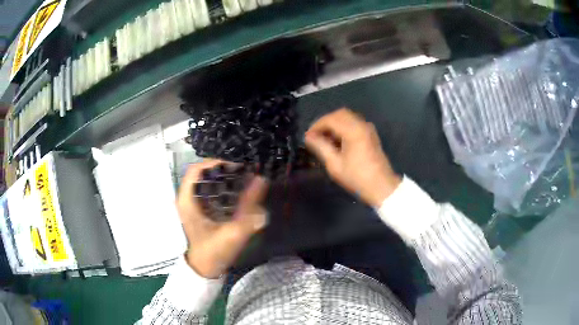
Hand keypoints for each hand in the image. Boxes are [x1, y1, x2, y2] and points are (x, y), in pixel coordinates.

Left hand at [177, 159, 267, 278]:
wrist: (205, 269)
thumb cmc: (214, 252)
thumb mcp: (233, 231)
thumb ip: (248, 207)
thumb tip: (261, 180)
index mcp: (187, 200)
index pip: (196, 169)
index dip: (216, 163)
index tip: (236, 167)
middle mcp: (186, 198)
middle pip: (202, 172)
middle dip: (223, 169)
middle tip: (244, 172)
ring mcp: (191, 204)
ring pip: (206, 181)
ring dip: (223, 177)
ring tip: (243, 178)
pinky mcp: (198, 209)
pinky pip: (208, 190)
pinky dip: (221, 186)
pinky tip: (236, 191)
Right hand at [305, 108, 400, 207]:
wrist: (381, 187)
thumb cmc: (357, 178)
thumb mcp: (335, 164)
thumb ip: (321, 147)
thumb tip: (309, 137)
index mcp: (353, 131)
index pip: (331, 119)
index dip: (316, 126)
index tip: (307, 137)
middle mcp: (362, 125)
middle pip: (340, 114)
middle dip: (325, 122)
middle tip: (315, 135)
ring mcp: (368, 129)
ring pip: (348, 118)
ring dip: (334, 124)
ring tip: (324, 139)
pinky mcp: (371, 135)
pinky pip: (354, 124)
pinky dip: (343, 127)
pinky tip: (337, 141)